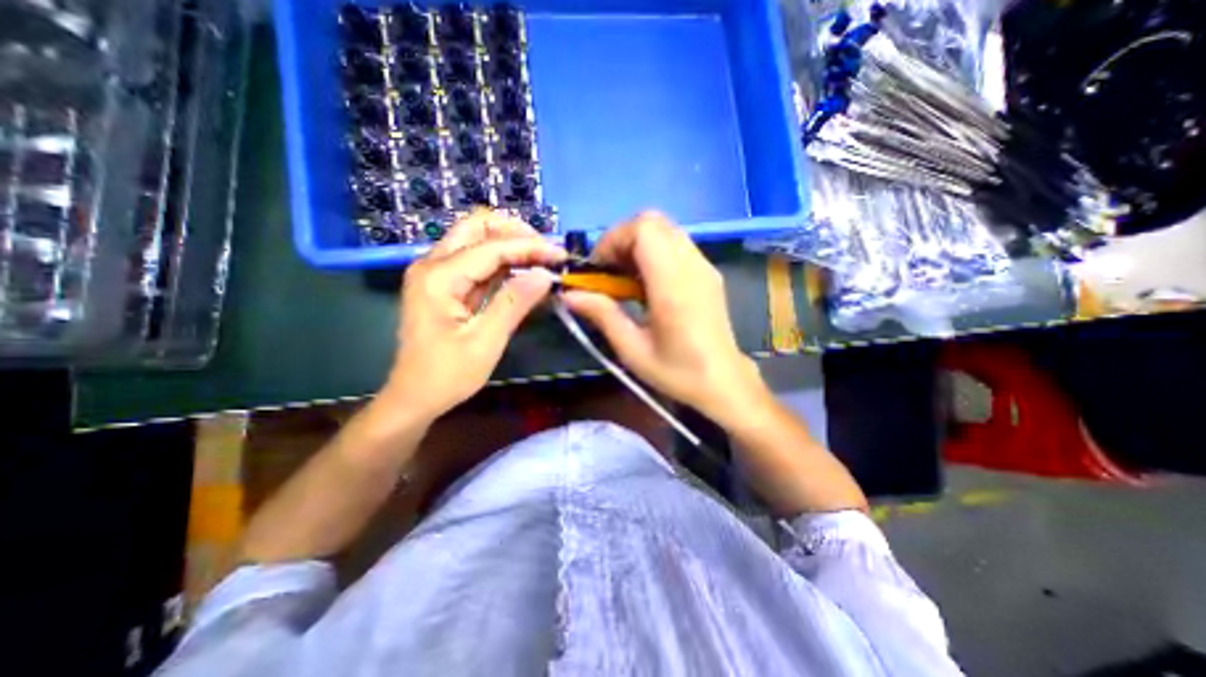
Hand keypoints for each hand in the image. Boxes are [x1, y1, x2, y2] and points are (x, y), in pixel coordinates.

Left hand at [382, 210, 564, 421]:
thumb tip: (545, 274)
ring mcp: (435, 272)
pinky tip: (522, 272)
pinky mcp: (443, 283)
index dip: (530, 247)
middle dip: (515, 233)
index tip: (561, 255)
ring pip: (476, 239)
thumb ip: (514, 303)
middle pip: (476, 226)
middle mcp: (432, 264)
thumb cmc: (446, 375)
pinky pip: (475, 260)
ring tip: (541, 260)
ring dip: (510, 244)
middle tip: (545, 251)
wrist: (414, 397)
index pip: (492, 247)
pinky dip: (501, 261)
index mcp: (439, 277)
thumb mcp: (485, 342)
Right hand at [559, 212, 767, 421]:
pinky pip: (676, 245)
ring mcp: (704, 267)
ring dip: (638, 246)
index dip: (614, 239)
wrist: (725, 382)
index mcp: (673, 285)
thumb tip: (569, 295)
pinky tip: (647, 285)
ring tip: (626, 280)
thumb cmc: (679, 373)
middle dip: (623, 240)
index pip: (644, 229)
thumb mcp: (633, 350)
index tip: (599, 269)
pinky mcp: (708, 272)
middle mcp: (692, 266)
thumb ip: (602, 315)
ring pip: (665, 231)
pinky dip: (654, 253)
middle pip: (653, 222)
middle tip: (610, 272)